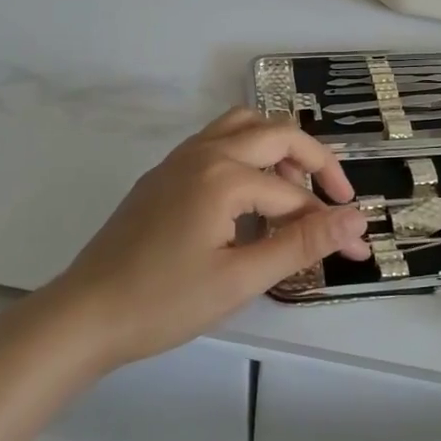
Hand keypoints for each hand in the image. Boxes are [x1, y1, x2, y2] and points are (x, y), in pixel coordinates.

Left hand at [48, 109, 370, 371]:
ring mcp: (181, 158)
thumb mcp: (240, 279)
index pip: (295, 194)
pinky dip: (248, 153)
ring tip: (294, 189)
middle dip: (316, 163)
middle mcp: (205, 152)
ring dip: (279, 148)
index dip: (330, 223)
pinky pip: (219, 141)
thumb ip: (302, 243)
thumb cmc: (164, 302)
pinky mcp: (165, 172)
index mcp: (225, 175)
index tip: (355, 250)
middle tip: (337, 199)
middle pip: (278, 134)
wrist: (83, 315)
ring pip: (245, 125)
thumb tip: (356, 220)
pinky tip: (251, 195)